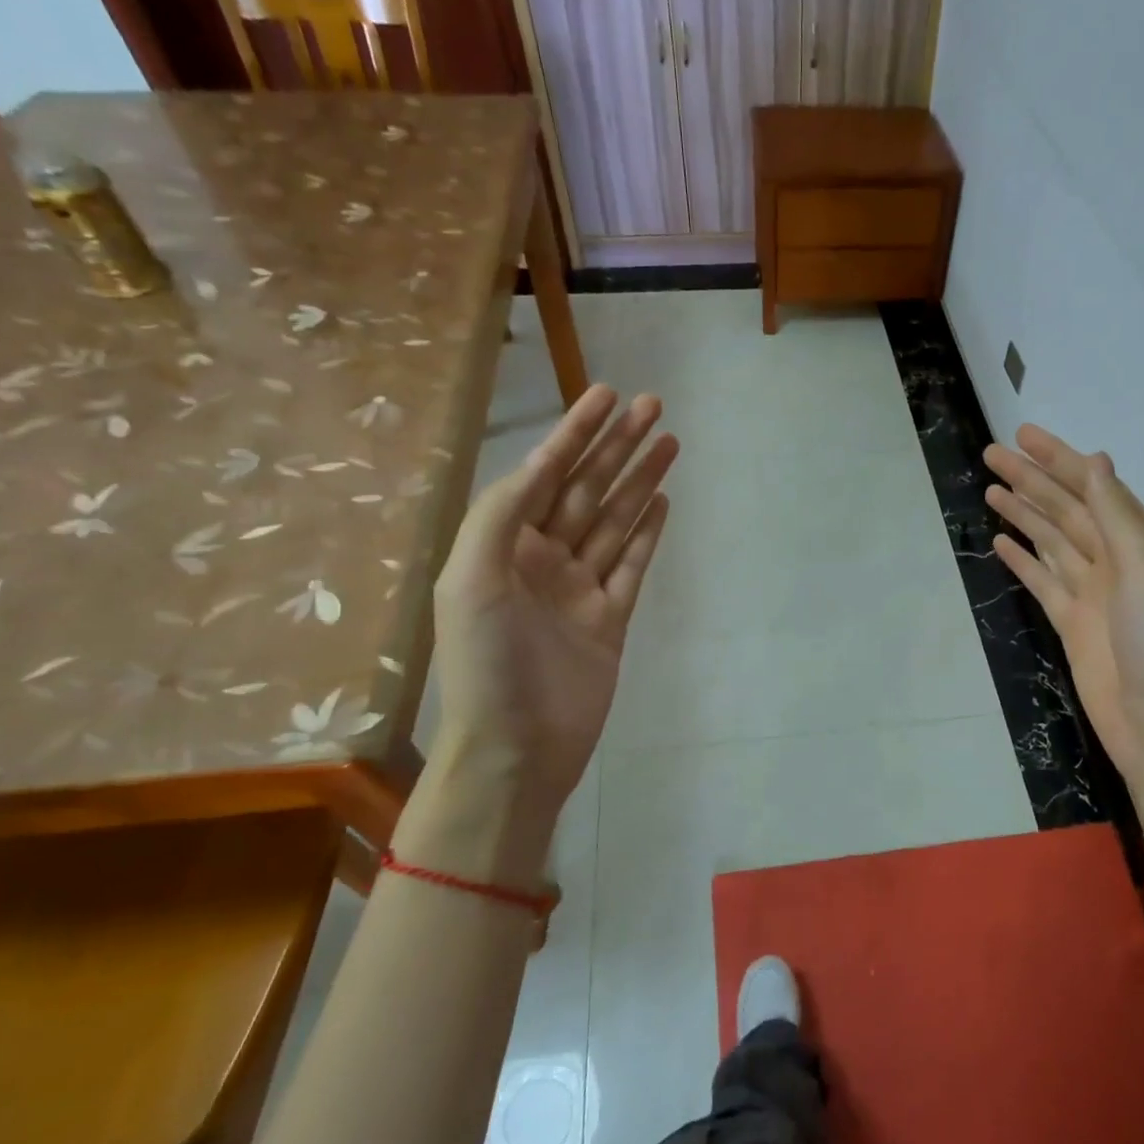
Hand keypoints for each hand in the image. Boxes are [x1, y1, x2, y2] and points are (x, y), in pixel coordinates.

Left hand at [431, 384, 676, 819]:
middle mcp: (543, 559)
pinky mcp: (610, 619)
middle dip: (618, 446)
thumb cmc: (487, 664)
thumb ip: (502, 514)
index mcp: (504, 546)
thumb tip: (540, 465)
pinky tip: (661, 502)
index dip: (576, 432)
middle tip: (655, 407)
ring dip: (640, 480)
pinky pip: (632, 565)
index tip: (607, 394)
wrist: (517, 749)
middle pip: (588, 489)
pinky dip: (646, 533)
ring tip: (671, 443)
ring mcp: (580, 589)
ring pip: (615, 520)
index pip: (546, 474)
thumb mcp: (472, 578)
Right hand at [983, 425, 1143, 797]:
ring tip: (990, 489)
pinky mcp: (1070, 623)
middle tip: (992, 454)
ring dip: (1023, 513)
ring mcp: (1092, 593)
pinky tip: (1001, 541)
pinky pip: (1042, 580)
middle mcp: (1116, 561)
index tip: (1024, 436)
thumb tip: (1097, 462)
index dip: (1059, 460)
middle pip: (1066, 510)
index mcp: (1142, 543)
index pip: (1094, 488)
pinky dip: (1022, 559)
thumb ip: (1119, 518)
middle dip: (1032, 480)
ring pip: (1050, 541)